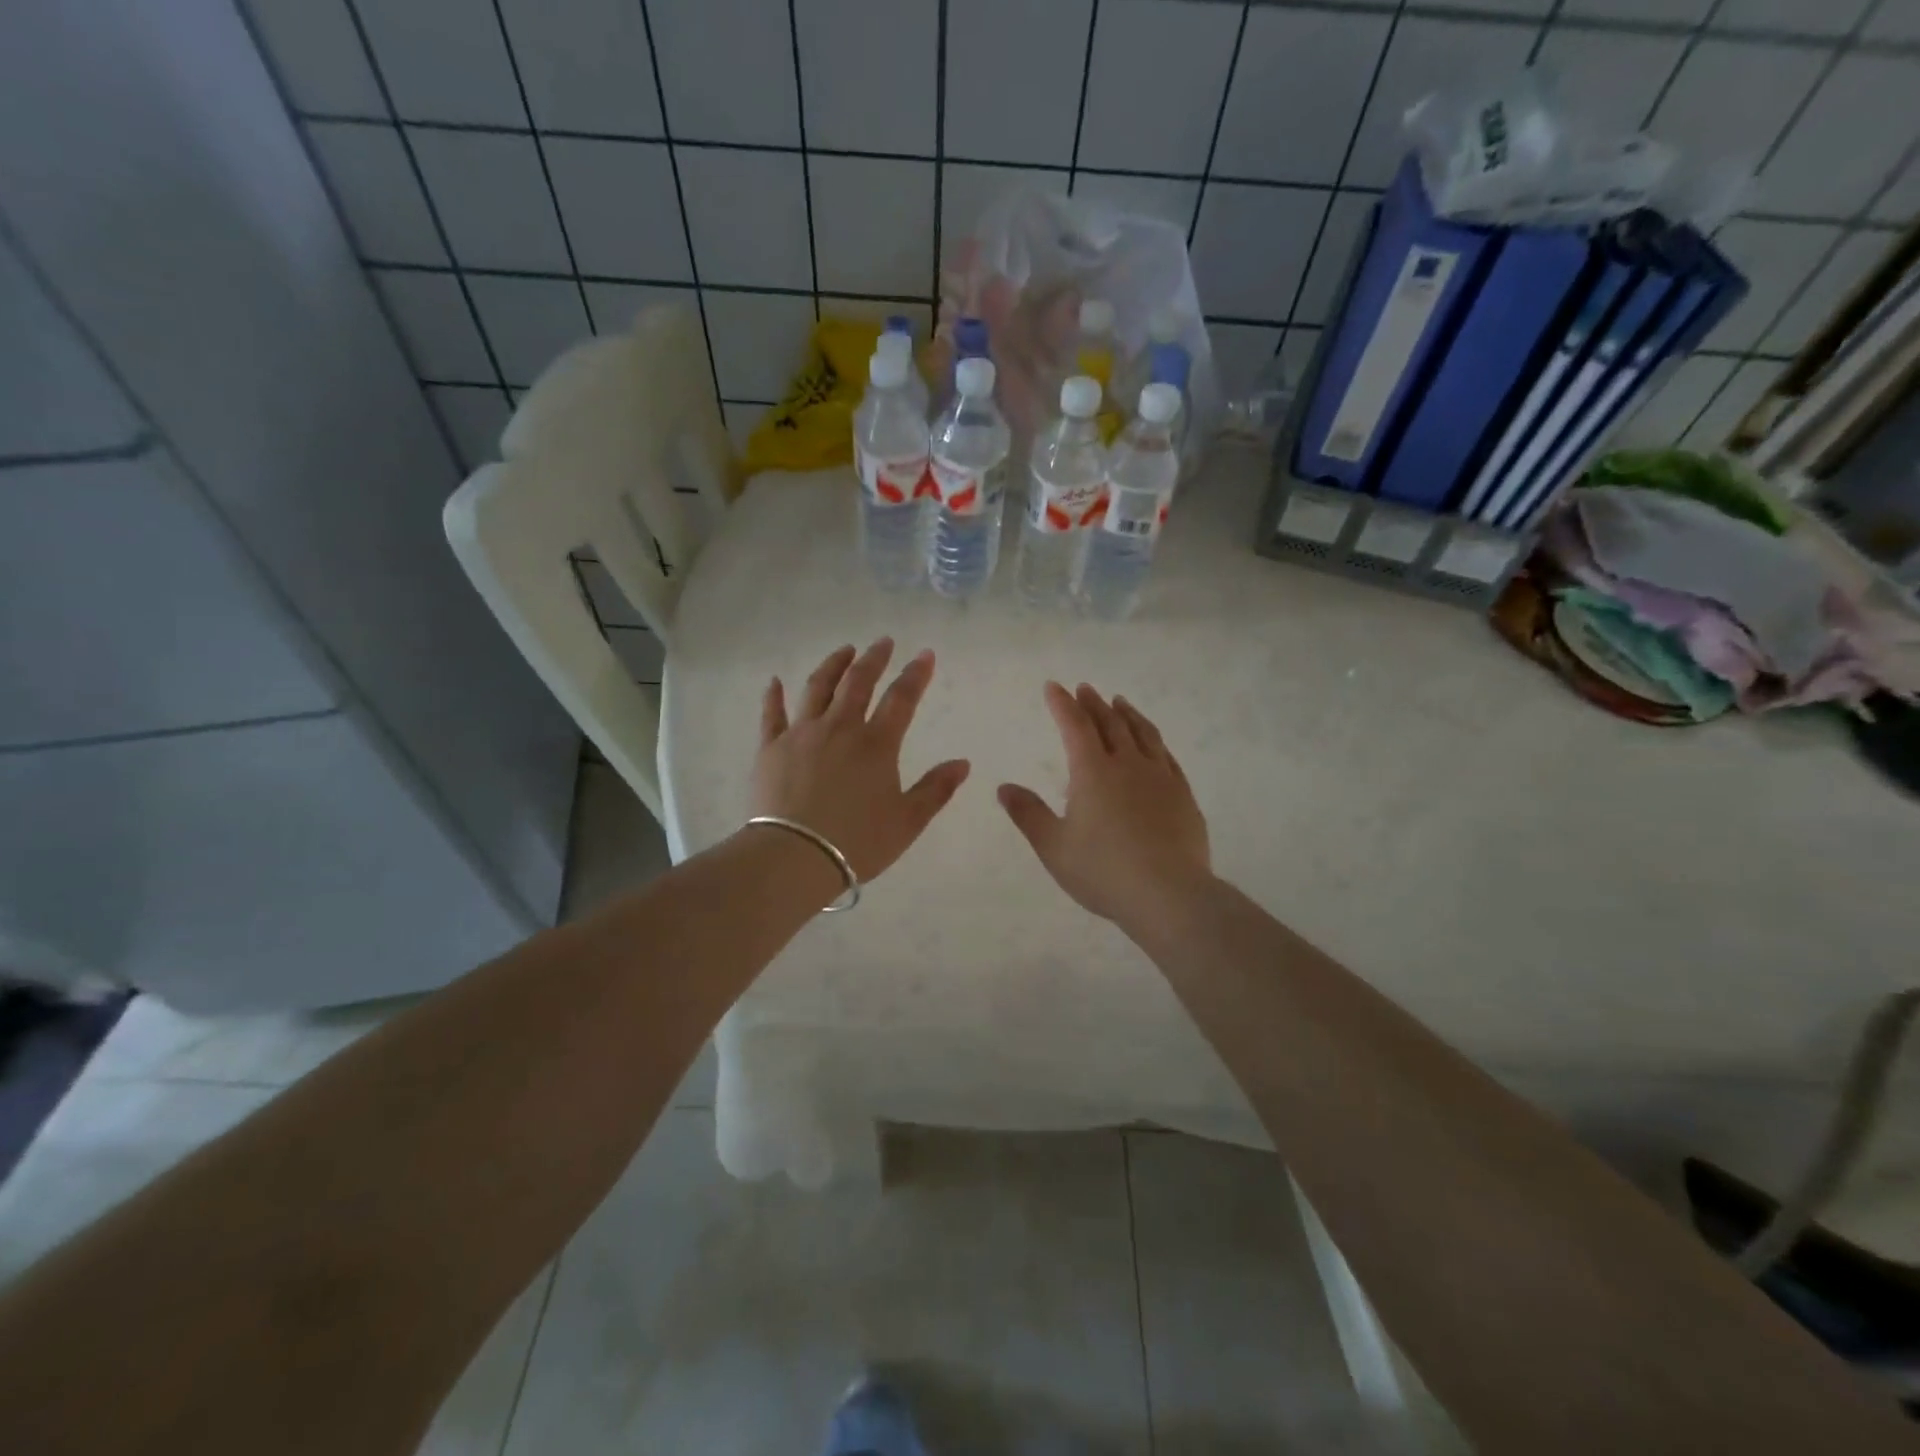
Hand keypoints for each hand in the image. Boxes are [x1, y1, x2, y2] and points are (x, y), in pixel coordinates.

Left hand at [752, 639, 970, 882]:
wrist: (794, 857)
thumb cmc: (857, 842)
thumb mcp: (907, 821)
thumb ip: (936, 789)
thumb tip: (963, 763)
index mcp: (876, 744)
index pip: (901, 699)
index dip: (916, 674)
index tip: (925, 654)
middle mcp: (839, 728)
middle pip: (858, 683)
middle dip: (873, 659)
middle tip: (883, 642)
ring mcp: (801, 734)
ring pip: (818, 688)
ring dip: (833, 665)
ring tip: (844, 650)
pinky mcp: (770, 748)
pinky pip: (771, 714)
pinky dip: (774, 696)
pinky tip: (775, 681)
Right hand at [998, 683, 1211, 931]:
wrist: (1169, 894)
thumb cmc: (1103, 871)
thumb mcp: (1054, 847)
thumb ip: (1028, 814)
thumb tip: (1004, 788)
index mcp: (1093, 772)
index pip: (1075, 726)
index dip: (1062, 704)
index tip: (1054, 686)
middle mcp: (1128, 764)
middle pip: (1110, 723)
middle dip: (1093, 703)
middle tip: (1085, 688)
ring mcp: (1160, 777)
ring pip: (1143, 733)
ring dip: (1127, 714)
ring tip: (1120, 702)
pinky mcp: (1183, 795)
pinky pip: (1166, 756)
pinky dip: (1154, 740)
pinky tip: (1153, 743)